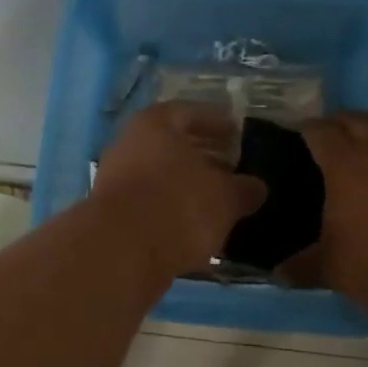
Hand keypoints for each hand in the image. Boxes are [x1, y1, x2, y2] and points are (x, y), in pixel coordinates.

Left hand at [91, 102, 267, 277]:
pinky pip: (151, 205)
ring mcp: (115, 180)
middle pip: (172, 146)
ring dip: (187, 187)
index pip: (191, 113)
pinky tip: (195, 228)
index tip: (237, 134)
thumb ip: (243, 189)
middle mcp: (129, 144)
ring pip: (160, 177)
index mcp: (155, 124)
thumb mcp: (225, 197)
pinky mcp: (112, 216)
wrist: (121, 253)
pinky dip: (172, 212)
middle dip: (203, 157)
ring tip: (218, 202)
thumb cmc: (178, 205)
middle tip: (232, 168)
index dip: (217, 123)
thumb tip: (255, 187)